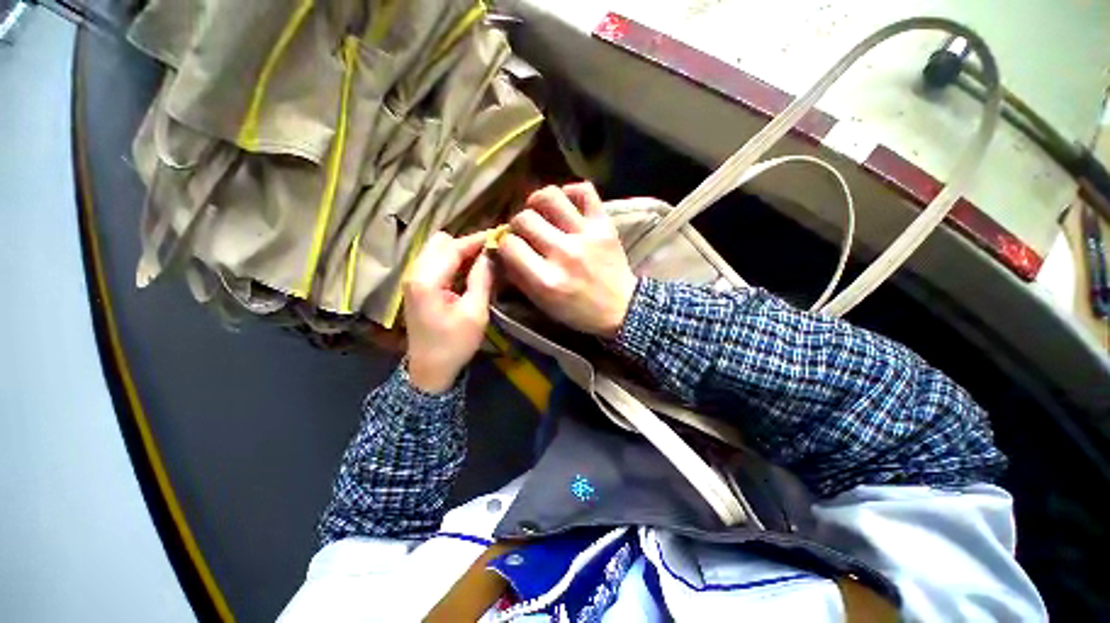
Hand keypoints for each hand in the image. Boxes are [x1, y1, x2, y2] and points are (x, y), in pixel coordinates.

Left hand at [403, 231, 493, 392]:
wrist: (430, 370)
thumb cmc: (454, 344)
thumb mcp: (475, 313)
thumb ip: (482, 279)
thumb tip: (491, 254)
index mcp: (426, 279)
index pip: (453, 247)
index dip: (477, 239)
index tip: (500, 235)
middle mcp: (415, 273)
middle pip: (440, 242)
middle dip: (467, 243)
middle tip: (491, 253)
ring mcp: (413, 279)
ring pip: (437, 250)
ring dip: (460, 251)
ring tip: (483, 261)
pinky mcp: (417, 286)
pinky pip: (436, 262)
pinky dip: (453, 261)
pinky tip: (470, 271)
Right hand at [498, 183, 636, 337]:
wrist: (621, 310)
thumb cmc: (578, 311)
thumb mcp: (542, 304)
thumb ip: (518, 277)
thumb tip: (500, 250)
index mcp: (546, 280)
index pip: (509, 245)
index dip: (504, 244)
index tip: (510, 247)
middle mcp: (564, 253)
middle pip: (525, 218)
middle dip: (518, 225)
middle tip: (525, 232)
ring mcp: (586, 235)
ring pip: (550, 197)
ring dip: (537, 201)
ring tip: (539, 212)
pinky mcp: (604, 225)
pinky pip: (585, 191)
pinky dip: (571, 191)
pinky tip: (565, 204)